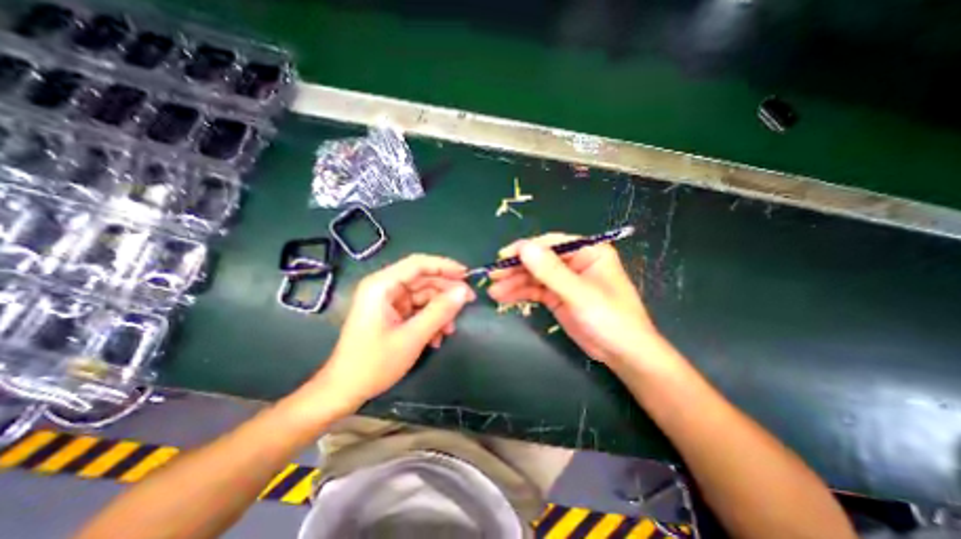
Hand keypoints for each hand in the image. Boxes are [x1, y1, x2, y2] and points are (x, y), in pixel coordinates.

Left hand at [309, 254, 474, 414]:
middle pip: (423, 279)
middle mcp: (384, 288)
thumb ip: (439, 312)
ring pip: (423, 296)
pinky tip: (436, 338)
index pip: (418, 264)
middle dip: (445, 292)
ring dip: (439, 311)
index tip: (467, 275)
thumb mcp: (412, 337)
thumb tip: (463, 292)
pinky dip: (430, 320)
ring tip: (449, 330)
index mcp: (382, 285)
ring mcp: (388, 301)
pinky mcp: (392, 314)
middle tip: (468, 302)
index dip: (445, 266)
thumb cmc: (374, 363)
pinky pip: (418, 309)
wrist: (345, 390)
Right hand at [490, 233, 660, 364]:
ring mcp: (564, 280)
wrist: (623, 355)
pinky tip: (503, 298)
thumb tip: (524, 247)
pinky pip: (535, 290)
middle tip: (493, 276)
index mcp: (587, 252)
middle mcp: (574, 262)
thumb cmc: (610, 319)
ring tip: (493, 292)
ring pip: (534, 276)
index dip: (526, 248)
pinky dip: (519, 294)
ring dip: (513, 283)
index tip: (503, 257)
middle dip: (516, 268)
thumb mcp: (579, 294)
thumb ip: (551, 271)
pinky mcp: (557, 297)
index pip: (551, 243)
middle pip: (539, 260)